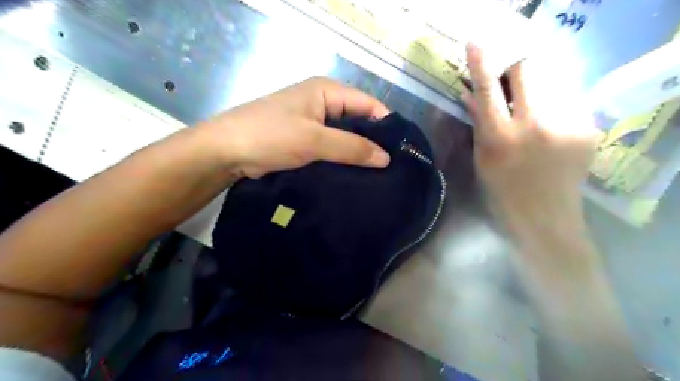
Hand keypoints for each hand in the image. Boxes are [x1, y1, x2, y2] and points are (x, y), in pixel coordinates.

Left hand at [200, 77, 390, 177]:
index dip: (386, 125)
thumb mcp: (314, 139)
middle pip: (357, 120)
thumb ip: (352, 147)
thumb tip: (386, 158)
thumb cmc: (270, 136)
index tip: (401, 151)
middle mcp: (322, 103)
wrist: (226, 152)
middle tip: (391, 168)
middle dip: (373, 141)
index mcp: (326, 91)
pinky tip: (355, 175)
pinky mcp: (305, 140)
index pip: (367, 104)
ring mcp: (313, 122)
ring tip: (378, 175)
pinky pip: (332, 147)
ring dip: (358, 152)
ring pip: (345, 136)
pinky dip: (342, 159)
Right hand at [462, 42, 598, 231]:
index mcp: (500, 138)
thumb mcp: (482, 160)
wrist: (545, 219)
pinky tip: (547, 124)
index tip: (475, 42)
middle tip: (510, 84)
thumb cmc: (502, 193)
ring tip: (530, 109)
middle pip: (529, 69)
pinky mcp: (588, 128)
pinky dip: (553, 103)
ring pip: (553, 79)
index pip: (487, 90)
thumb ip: (478, 123)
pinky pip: (568, 98)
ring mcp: (567, 125)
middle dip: (516, 69)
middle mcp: (535, 126)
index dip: (480, 64)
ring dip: (536, 86)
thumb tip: (471, 94)